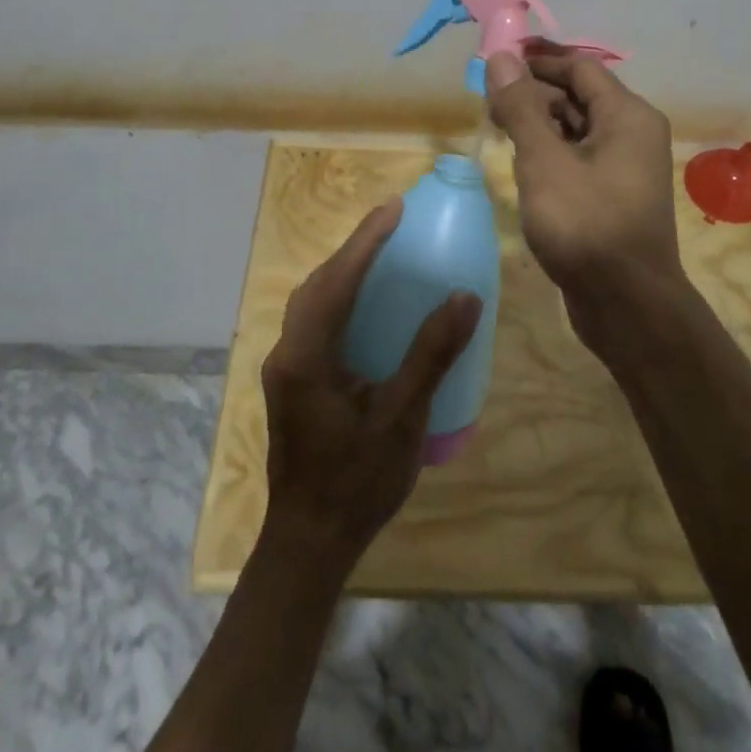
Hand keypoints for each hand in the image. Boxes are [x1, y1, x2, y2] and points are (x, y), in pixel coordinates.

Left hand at [259, 198, 481, 571]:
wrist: (309, 543)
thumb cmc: (357, 483)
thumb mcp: (402, 419)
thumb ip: (431, 355)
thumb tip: (464, 298)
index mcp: (307, 357)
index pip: (337, 282)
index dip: (365, 241)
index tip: (393, 208)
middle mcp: (288, 353)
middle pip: (317, 284)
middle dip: (353, 249)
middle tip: (391, 225)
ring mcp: (285, 368)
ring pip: (311, 302)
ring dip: (343, 272)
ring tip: (380, 253)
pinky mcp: (292, 381)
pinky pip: (314, 321)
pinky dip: (339, 298)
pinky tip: (365, 304)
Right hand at [485, 50, 685, 357]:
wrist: (626, 305)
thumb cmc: (585, 225)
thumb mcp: (544, 162)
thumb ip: (521, 108)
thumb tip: (501, 57)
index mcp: (627, 115)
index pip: (579, 68)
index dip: (537, 60)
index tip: (494, 62)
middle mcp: (633, 133)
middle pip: (578, 96)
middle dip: (533, 94)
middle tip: (487, 102)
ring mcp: (625, 166)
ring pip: (576, 129)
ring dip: (539, 124)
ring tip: (496, 129)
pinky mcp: (612, 195)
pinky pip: (579, 158)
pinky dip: (550, 153)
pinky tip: (521, 165)